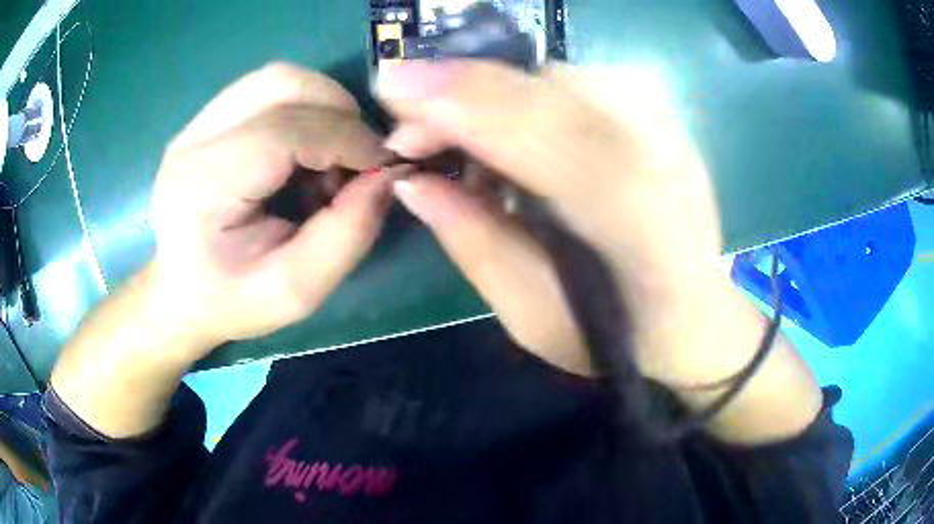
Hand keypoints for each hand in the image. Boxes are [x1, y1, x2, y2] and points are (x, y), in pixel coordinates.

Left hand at [148, 63, 390, 361]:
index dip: (345, 139)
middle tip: (357, 158)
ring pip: (276, 79)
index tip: (382, 167)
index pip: (283, 130)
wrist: (180, 293)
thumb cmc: (232, 300)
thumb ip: (346, 235)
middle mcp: (192, 141)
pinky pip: (265, 89)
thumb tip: (386, 175)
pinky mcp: (204, 121)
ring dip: (321, 106)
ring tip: (330, 154)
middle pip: (280, 85)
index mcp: (203, 187)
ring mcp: (195, 124)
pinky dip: (301, 107)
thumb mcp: (295, 291)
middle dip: (337, 112)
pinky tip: (304, 148)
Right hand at [377, 61, 739, 383]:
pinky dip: (531, 98)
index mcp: (633, 219)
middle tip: (414, 129)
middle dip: (464, 92)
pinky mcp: (664, 120)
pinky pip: (582, 84)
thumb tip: (411, 181)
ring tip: (465, 143)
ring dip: (495, 97)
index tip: (391, 87)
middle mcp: (660, 154)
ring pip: (560, 78)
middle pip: (546, 87)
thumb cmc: (616, 337)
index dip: (461, 97)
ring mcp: (668, 130)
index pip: (542, 128)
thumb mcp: (531, 316)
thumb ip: (472, 243)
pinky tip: (517, 137)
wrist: (697, 317)